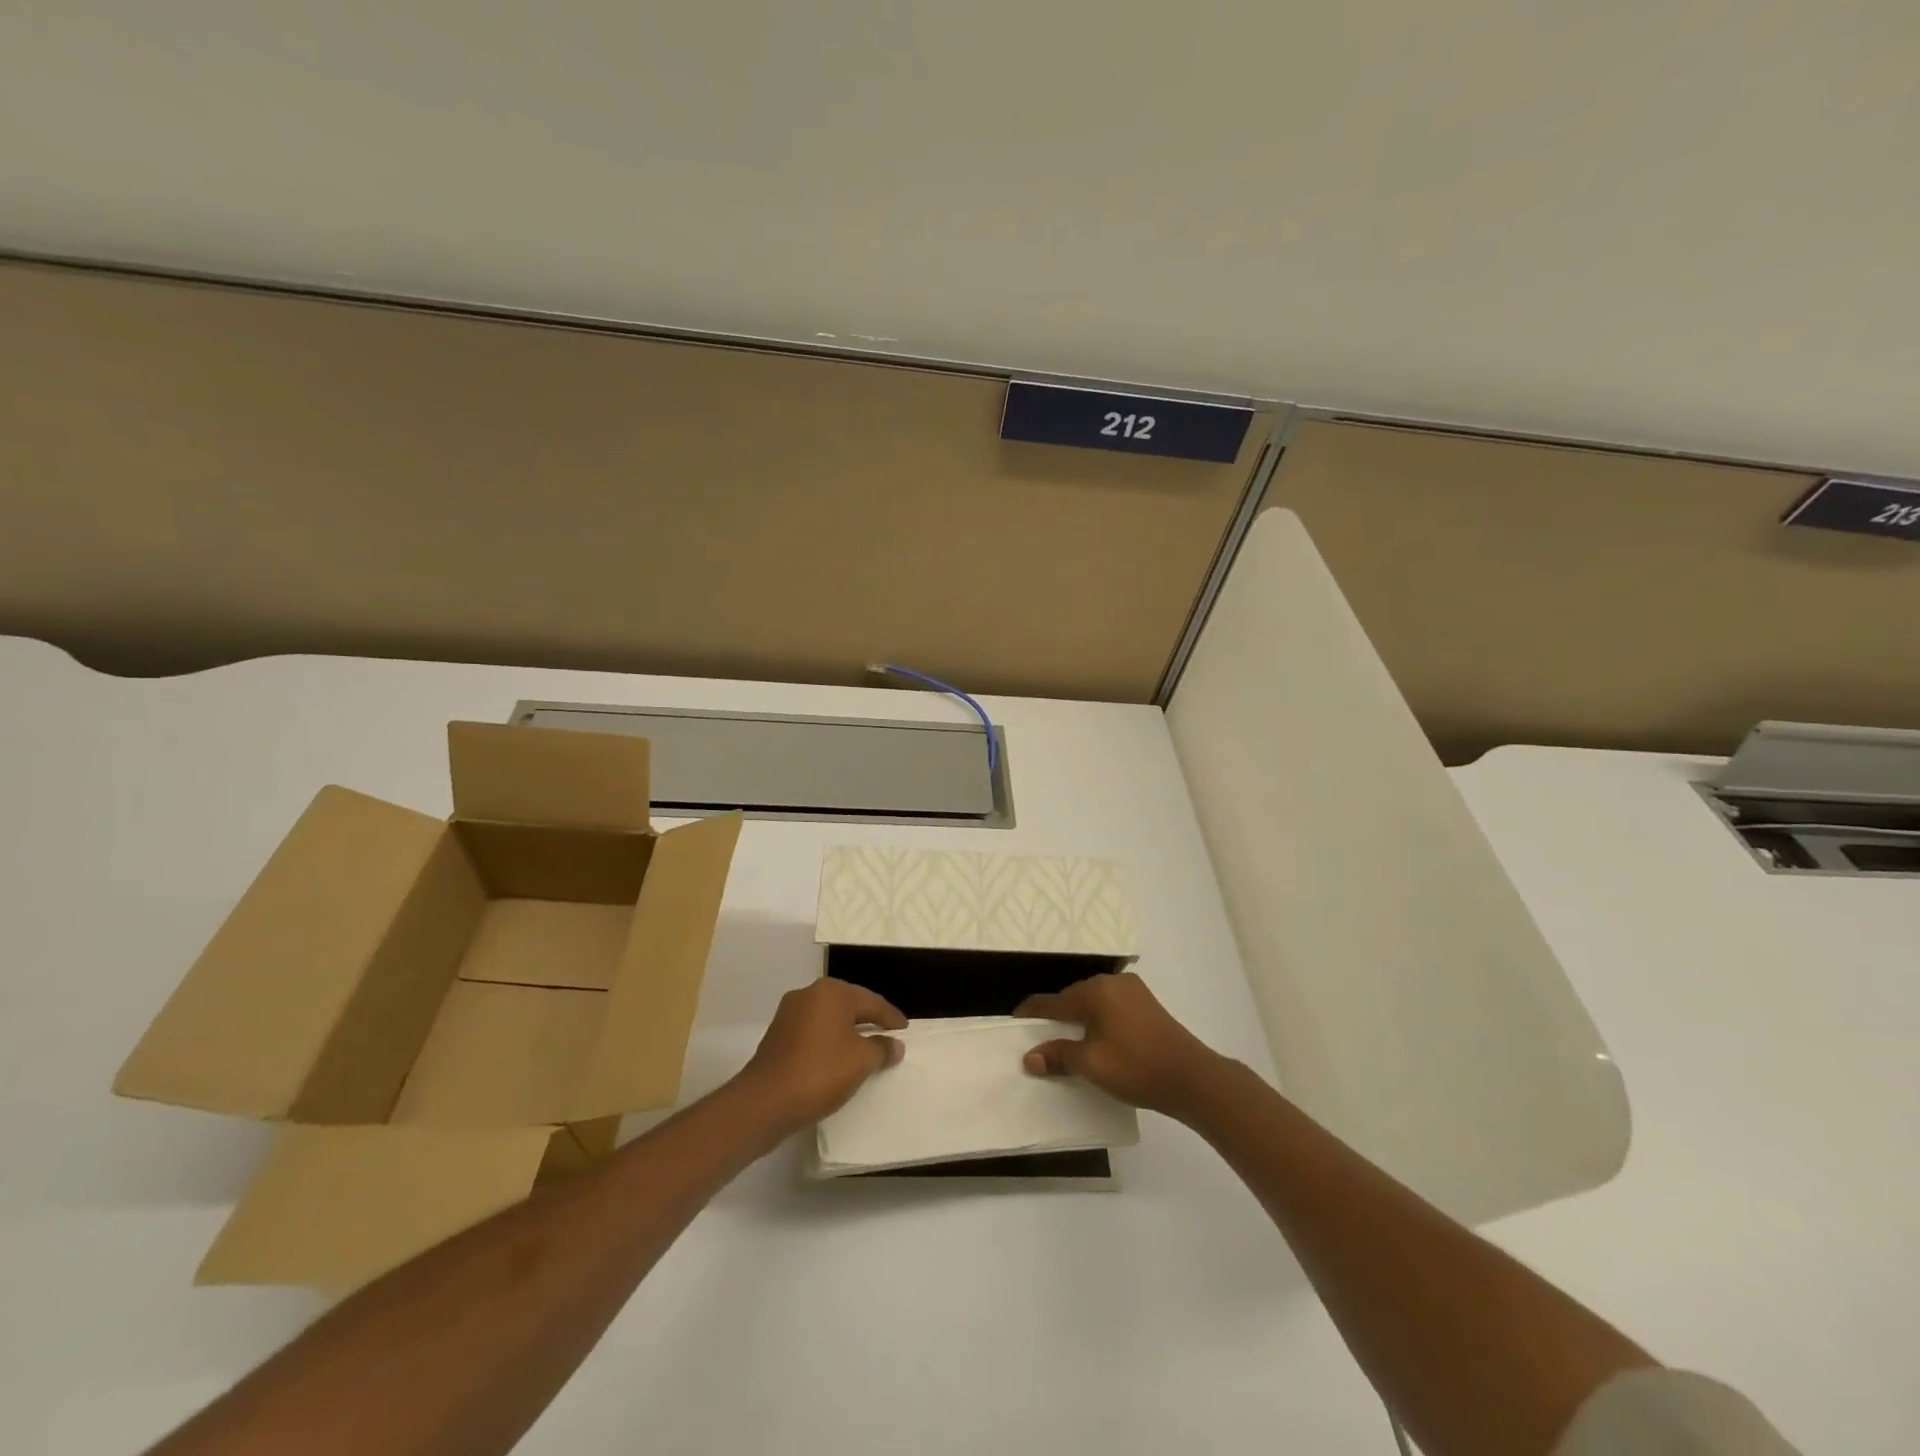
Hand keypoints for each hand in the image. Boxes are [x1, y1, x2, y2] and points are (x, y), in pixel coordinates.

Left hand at [737, 978, 906, 1131]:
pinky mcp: (777, 1035)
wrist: (764, 1103)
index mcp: (831, 992)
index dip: (891, 1017)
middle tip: (888, 1035)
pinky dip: (829, 1041)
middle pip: (849, 1004)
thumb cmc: (819, 1073)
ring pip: (829, 1018)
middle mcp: (809, 994)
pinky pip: (813, 1032)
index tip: (905, 1030)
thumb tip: (894, 1044)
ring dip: (847, 1031)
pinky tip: (837, 1058)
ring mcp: (789, 1013)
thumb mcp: (861, 1061)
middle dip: (869, 1019)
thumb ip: (881, 1049)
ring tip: (865, 1048)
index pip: (871, 1001)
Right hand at [1016, 972, 1225, 1119]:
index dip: (1031, 1014)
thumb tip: (1029, 1058)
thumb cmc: (1136, 1067)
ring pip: (1093, 1003)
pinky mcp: (1147, 1004)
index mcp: (1095, 991)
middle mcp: (1112, 982)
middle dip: (1055, 1018)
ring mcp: (1133, 991)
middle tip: (1039, 1039)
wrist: (1192, 1078)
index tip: (1014, 1023)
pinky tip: (1096, 1040)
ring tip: (1065, 1043)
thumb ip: (1058, 1056)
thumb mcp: (1091, 1065)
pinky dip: (1098, 1021)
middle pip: (1073, 998)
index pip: (1053, 1001)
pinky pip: (1111, 1008)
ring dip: (1078, 1021)